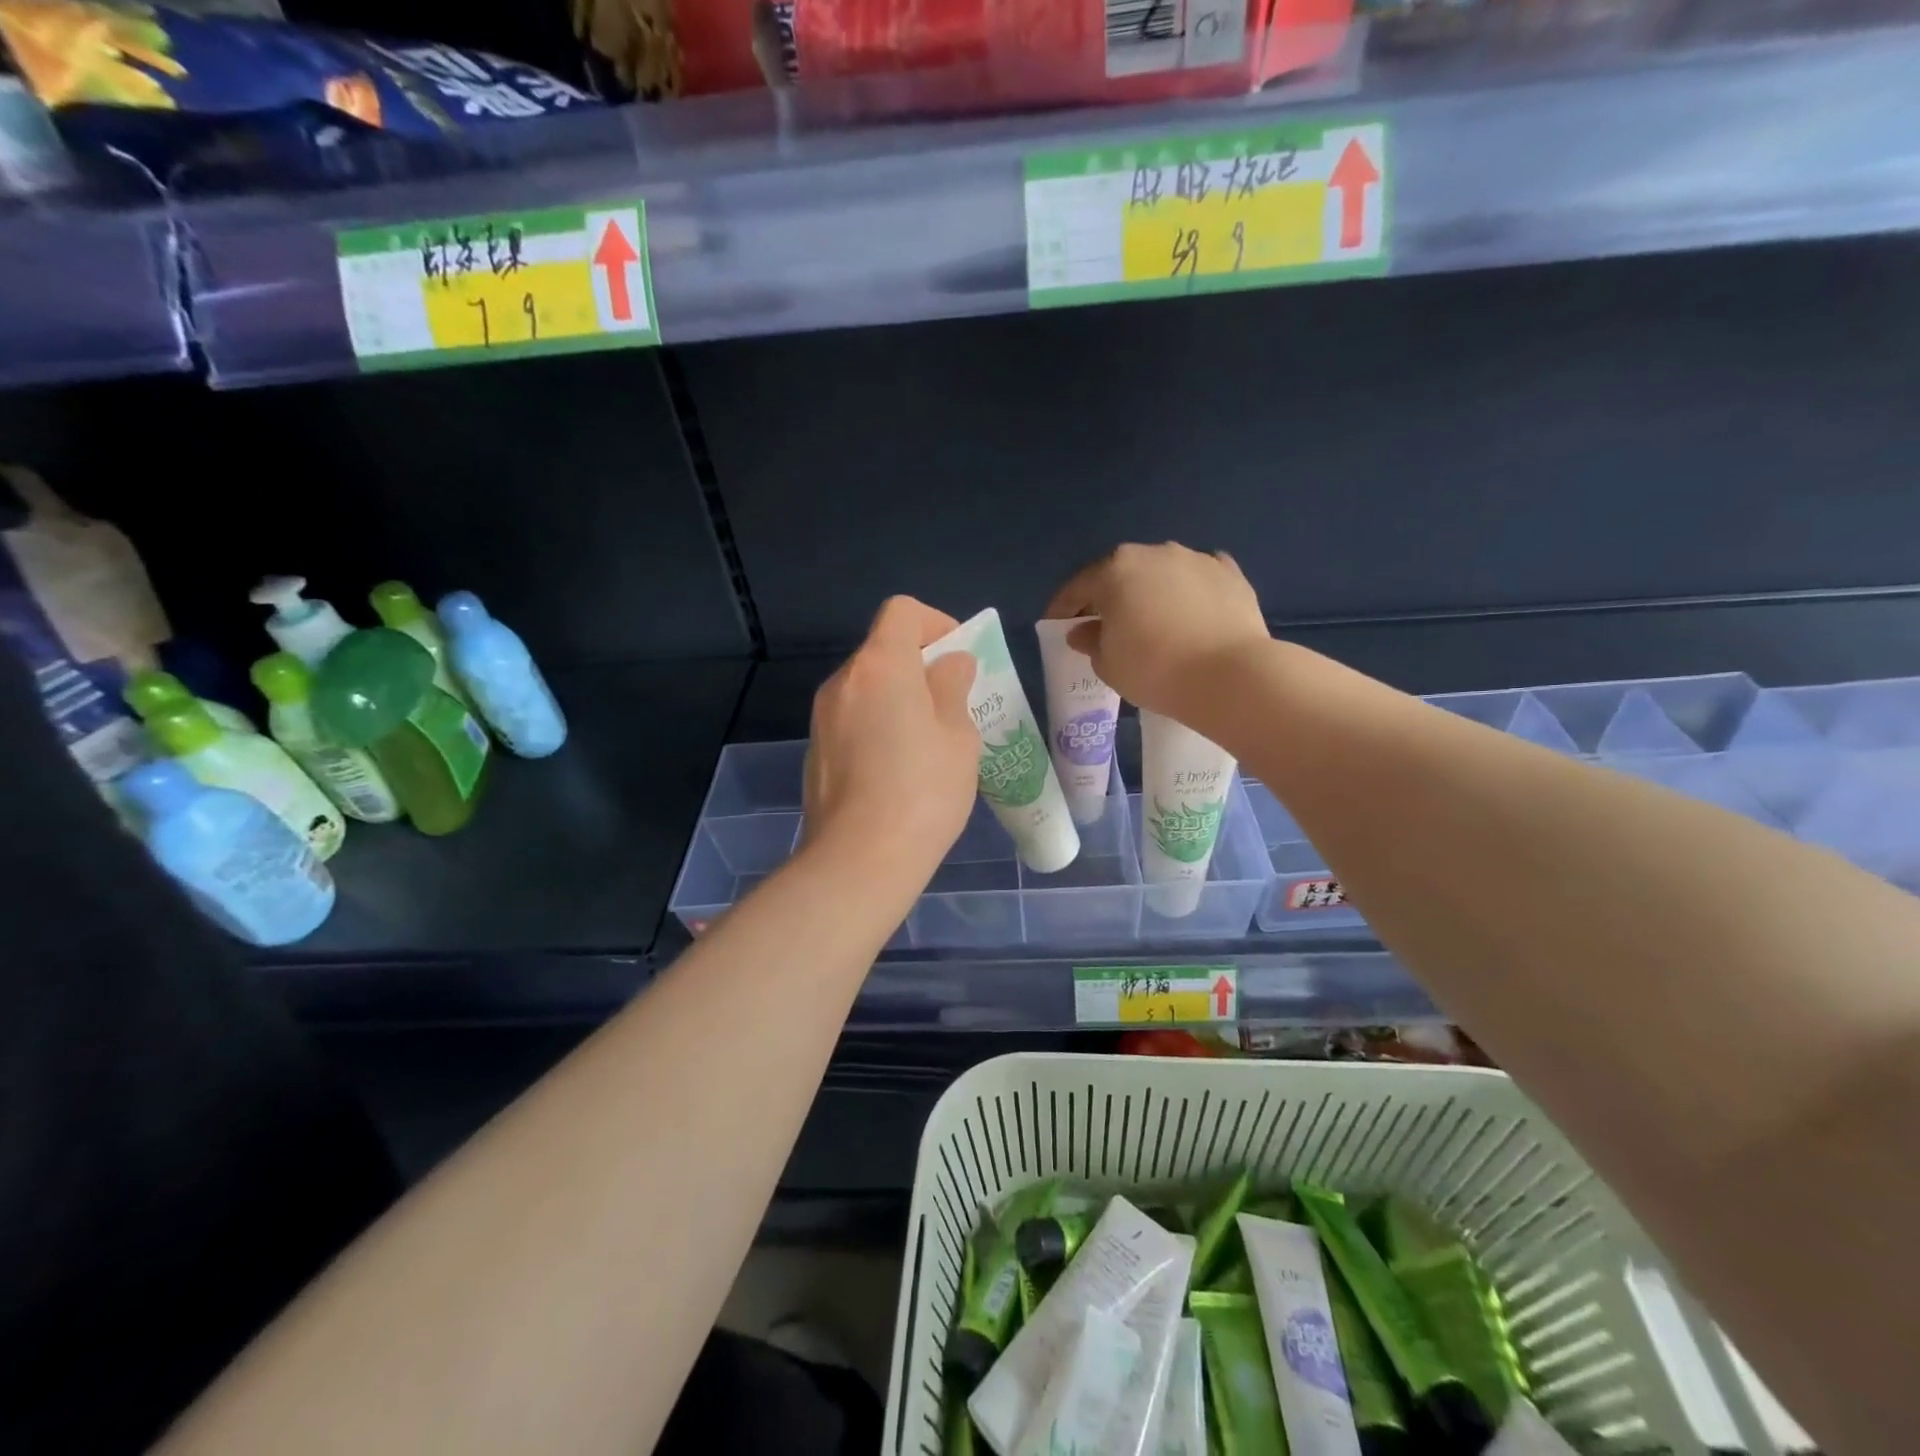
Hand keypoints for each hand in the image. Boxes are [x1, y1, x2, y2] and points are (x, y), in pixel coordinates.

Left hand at [802, 596, 979, 886]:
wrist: (859, 860)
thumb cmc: (923, 791)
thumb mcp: (958, 737)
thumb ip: (953, 688)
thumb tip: (950, 664)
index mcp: (880, 665)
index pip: (902, 611)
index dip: (936, 624)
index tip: (958, 661)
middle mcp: (843, 681)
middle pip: (882, 650)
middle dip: (920, 666)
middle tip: (952, 707)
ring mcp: (822, 718)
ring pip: (867, 688)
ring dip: (898, 699)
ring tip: (927, 745)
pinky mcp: (815, 751)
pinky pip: (852, 720)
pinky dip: (877, 727)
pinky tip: (896, 773)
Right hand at [1046, 542, 1269, 717]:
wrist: (1229, 675)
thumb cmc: (1153, 669)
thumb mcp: (1108, 664)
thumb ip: (1090, 641)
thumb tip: (1083, 631)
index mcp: (1115, 570)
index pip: (1078, 587)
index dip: (1063, 608)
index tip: (1057, 625)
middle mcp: (1154, 553)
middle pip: (1121, 573)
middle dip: (1109, 596)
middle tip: (1104, 624)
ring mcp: (1196, 559)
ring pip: (1162, 572)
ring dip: (1150, 591)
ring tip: (1151, 619)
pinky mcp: (1231, 573)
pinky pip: (1199, 578)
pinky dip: (1189, 591)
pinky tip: (1191, 609)